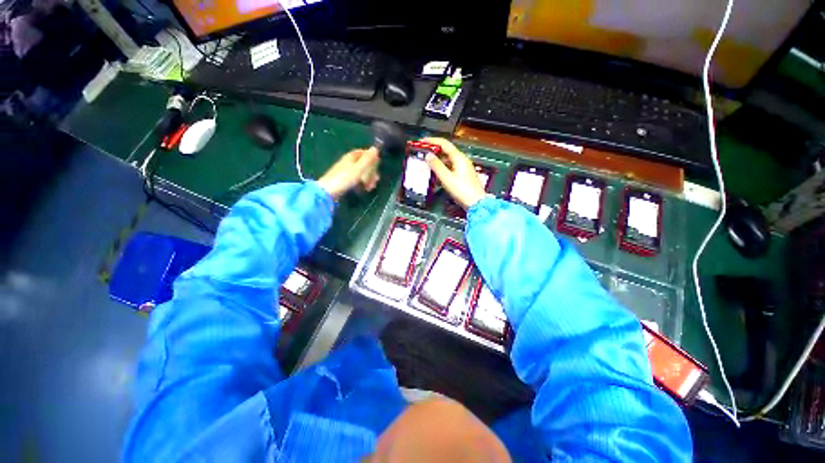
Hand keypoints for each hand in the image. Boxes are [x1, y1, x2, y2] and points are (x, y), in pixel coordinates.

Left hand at [318, 147, 379, 199]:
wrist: (329, 191)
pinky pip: (357, 180)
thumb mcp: (359, 168)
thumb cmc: (345, 178)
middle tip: (376, 180)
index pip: (364, 153)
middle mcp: (348, 162)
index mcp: (351, 157)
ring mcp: (346, 172)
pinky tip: (365, 189)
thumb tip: (375, 148)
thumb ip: (367, 159)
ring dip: (368, 179)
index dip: (372, 157)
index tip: (378, 164)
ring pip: (361, 173)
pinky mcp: (345, 181)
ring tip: (371, 187)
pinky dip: (362, 183)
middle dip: (371, 171)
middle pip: (363, 164)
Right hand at [422, 138, 485, 208]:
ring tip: (427, 164)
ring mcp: (463, 168)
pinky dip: (442, 168)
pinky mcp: (462, 175)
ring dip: (437, 161)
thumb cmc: (463, 191)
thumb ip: (436, 166)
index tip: (422, 141)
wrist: (476, 203)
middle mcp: (462, 161)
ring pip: (447, 160)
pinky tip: (436, 174)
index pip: (444, 144)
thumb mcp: (446, 178)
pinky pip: (450, 167)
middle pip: (446, 151)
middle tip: (423, 153)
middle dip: (433, 151)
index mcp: (459, 158)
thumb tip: (428, 156)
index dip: (432, 141)